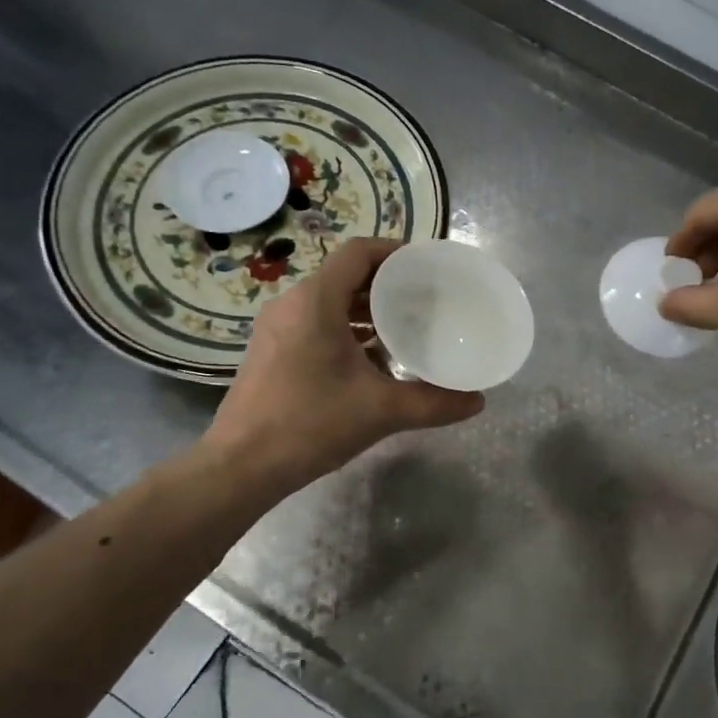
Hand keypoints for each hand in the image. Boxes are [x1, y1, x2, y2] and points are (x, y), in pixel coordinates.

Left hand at [199, 238, 484, 493]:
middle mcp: (291, 304)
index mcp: (315, 301)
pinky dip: (344, 331)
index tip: (427, 268)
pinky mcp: (270, 351)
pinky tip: (371, 363)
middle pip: (345, 276)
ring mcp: (276, 328)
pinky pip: (314, 325)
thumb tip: (477, 401)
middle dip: (386, 286)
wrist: (240, 466)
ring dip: (365, 312)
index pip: (359, 253)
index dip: (395, 252)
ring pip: (328, 303)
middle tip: (425, 302)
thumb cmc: (310, 424)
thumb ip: (433, 402)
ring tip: (403, 330)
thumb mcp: (381, 411)